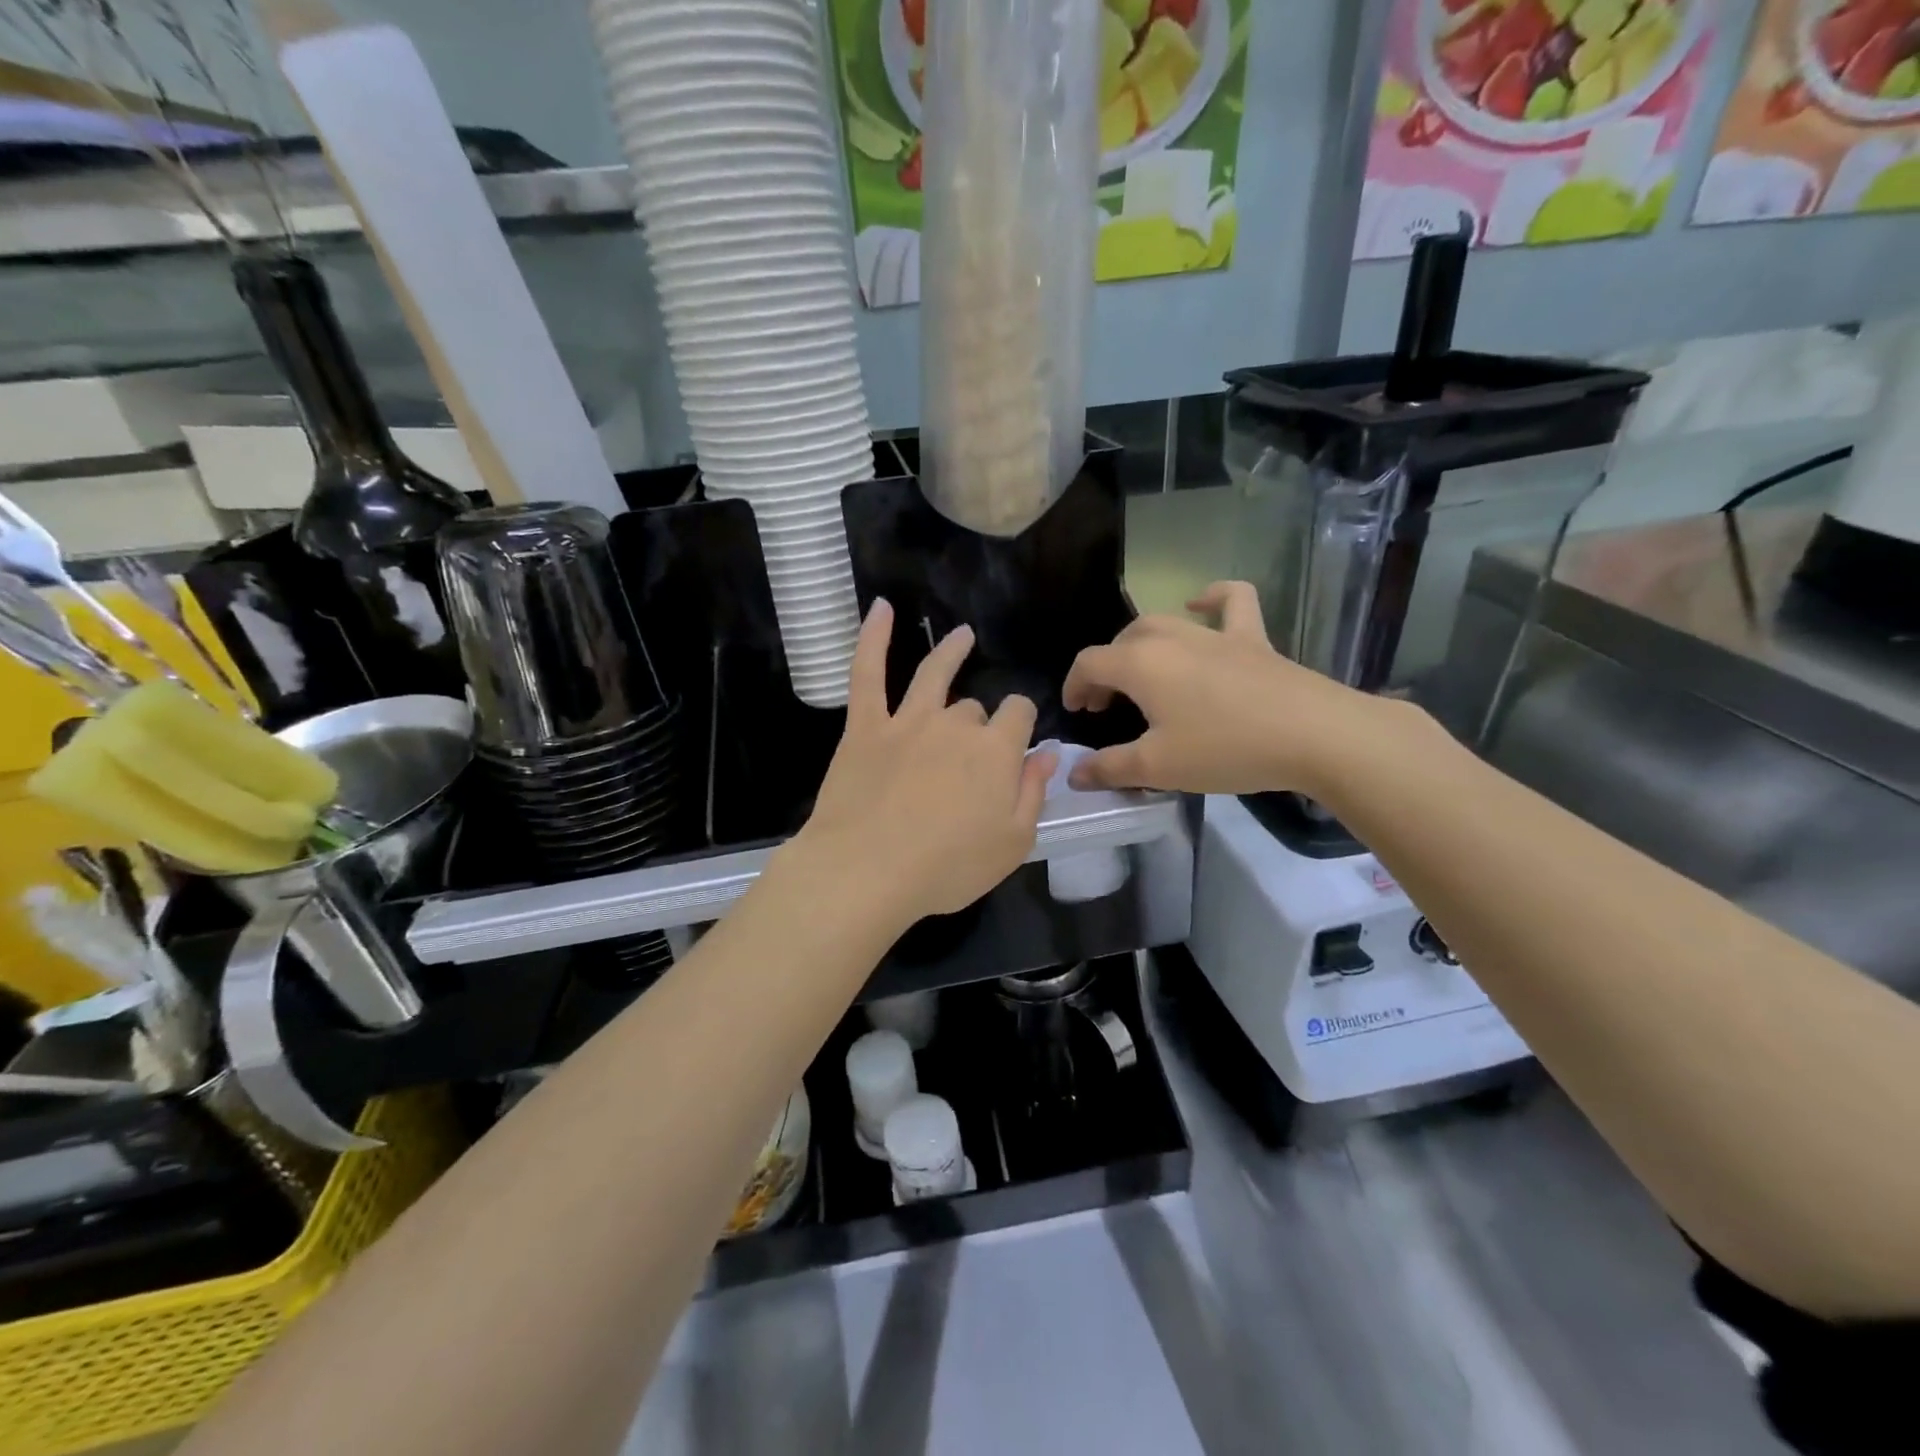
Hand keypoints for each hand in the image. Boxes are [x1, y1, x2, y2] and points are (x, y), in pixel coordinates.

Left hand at [791, 600, 1054, 923]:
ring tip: (962, 636)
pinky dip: (874, 638)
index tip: (1017, 746)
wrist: (867, 871)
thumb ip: (1034, 793)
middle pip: (974, 709)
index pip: (1019, 716)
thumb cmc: (947, 867)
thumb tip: (1049, 753)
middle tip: (968, 761)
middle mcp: (956, 725)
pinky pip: (868, 672)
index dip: (1021, 726)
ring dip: (950, 652)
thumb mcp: (1013, 843)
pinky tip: (882, 608)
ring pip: (934, 675)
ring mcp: (907, 721)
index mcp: (996, 751)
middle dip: (979, 725)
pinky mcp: (865, 727)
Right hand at [1062, 581, 1398, 795]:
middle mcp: (1172, 638)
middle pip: (1122, 641)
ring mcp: (1215, 634)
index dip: (1074, 686)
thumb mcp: (1158, 767)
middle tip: (1105, 704)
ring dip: (1140, 642)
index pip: (1089, 663)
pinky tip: (1200, 604)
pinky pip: (1231, 601)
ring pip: (1163, 621)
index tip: (1077, 713)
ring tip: (1139, 669)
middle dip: (1105, 670)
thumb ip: (1110, 768)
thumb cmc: (1226, 749)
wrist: (1314, 735)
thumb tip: (1075, 774)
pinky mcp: (1253, 638)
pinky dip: (1211, 597)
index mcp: (1141, 664)